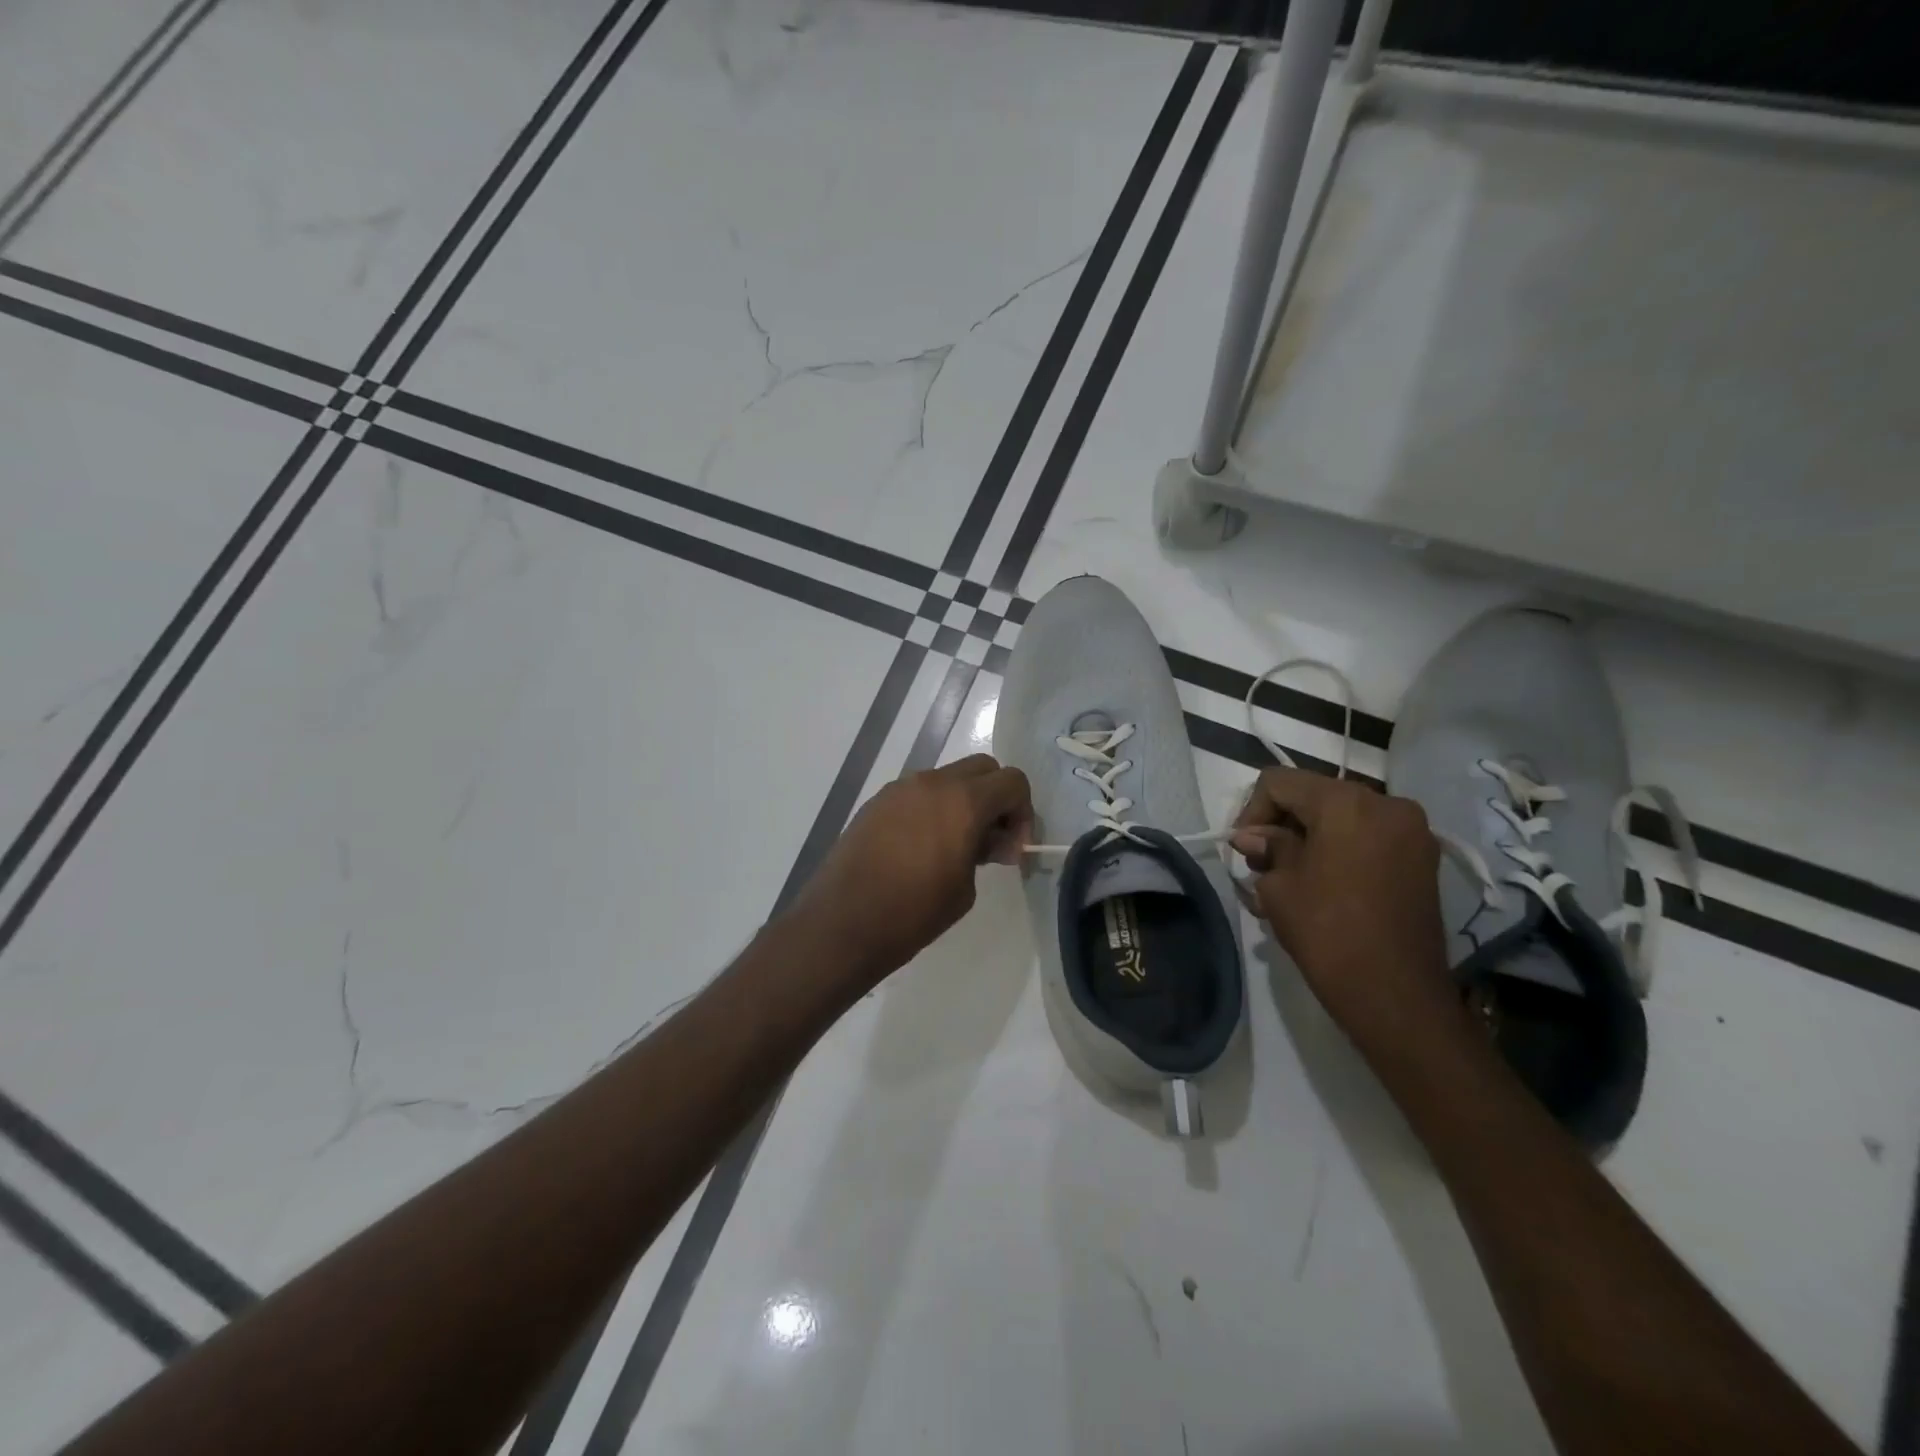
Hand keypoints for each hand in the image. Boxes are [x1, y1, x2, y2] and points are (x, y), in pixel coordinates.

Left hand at [791, 755, 1031, 989]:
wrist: (842, 923)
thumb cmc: (913, 913)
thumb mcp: (965, 888)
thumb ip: (985, 852)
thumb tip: (990, 840)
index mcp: (963, 801)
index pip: (1012, 781)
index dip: (1023, 812)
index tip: (1012, 847)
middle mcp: (933, 782)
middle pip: (982, 769)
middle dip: (995, 798)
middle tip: (991, 840)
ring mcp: (900, 788)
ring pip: (948, 778)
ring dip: (963, 801)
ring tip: (954, 846)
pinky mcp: (877, 801)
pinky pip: (918, 793)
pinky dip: (933, 808)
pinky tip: (921, 847)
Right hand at [1231, 768, 1462, 1061]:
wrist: (1395, 995)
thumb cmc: (1328, 932)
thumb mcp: (1279, 885)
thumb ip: (1267, 848)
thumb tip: (1252, 838)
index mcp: (1346, 802)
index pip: (1280, 782)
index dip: (1252, 811)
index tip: (1244, 850)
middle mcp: (1386, 804)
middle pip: (1315, 796)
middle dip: (1282, 825)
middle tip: (1262, 866)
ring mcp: (1412, 832)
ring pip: (1342, 818)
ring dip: (1310, 839)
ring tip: (1289, 880)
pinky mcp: (1422, 860)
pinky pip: (1368, 839)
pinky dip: (1340, 852)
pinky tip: (1321, 886)